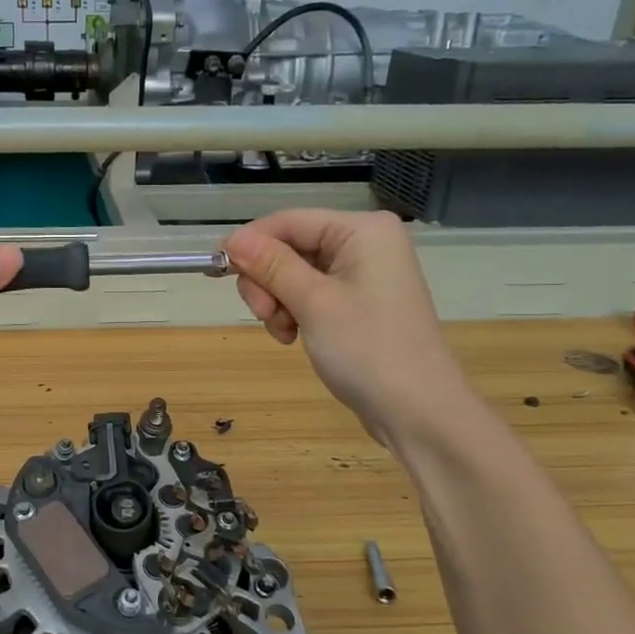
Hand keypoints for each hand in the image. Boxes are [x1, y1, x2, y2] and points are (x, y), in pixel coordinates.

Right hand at [222, 209, 465, 441]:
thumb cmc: (368, 349)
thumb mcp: (313, 303)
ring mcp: (362, 274)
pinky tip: (293, 337)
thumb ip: (271, 266)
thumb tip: (232, 238)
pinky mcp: (357, 302)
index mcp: (362, 231)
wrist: (417, 411)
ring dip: (277, 302)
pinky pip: (310, 294)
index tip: (217, 269)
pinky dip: (293, 313)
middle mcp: (364, 244)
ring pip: (293, 274)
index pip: (289, 221)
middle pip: (290, 247)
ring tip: (284, 333)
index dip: (250, 243)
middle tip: (263, 314)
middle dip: (267, 280)